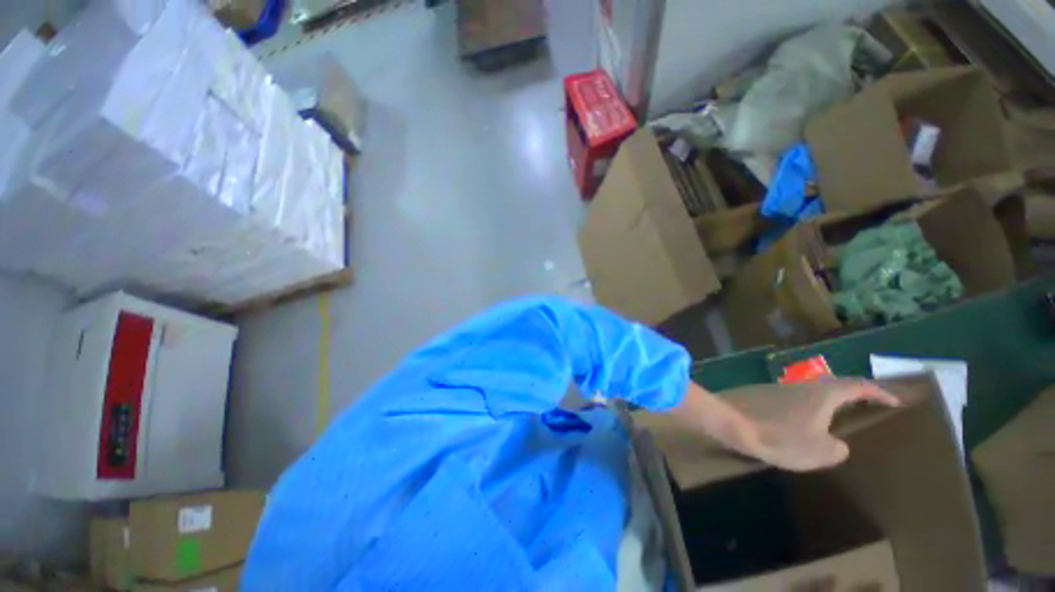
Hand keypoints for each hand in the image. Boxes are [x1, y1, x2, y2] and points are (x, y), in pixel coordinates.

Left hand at [736, 379, 901, 471]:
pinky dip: (804, 407)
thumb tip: (836, 444)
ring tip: (836, 416)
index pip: (858, 385)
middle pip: (834, 384)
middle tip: (868, 405)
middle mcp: (802, 384)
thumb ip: (836, 448)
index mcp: (822, 394)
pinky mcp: (760, 393)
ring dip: (827, 400)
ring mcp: (778, 386)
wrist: (729, 421)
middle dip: (853, 393)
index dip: (879, 392)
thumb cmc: (778, 436)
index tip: (895, 400)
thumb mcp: (818, 451)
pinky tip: (799, 420)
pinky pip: (791, 398)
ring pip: (810, 391)